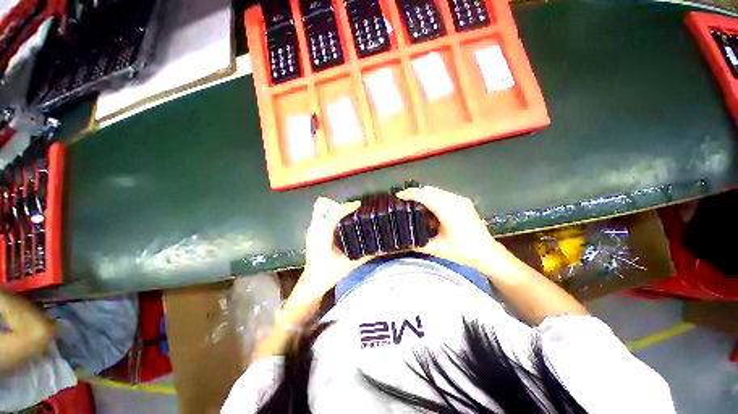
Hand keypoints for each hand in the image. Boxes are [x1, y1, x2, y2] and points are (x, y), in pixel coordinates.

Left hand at [286, 197, 371, 317]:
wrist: (311, 283)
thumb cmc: (329, 274)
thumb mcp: (350, 264)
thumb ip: (366, 255)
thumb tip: (382, 248)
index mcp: (323, 233)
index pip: (335, 212)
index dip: (348, 206)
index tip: (360, 205)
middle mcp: (315, 228)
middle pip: (322, 203)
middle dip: (337, 203)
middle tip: (350, 211)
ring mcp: (311, 229)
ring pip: (320, 208)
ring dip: (334, 208)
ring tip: (348, 217)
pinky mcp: (311, 232)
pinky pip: (320, 216)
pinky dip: (330, 215)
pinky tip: (341, 225)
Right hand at [397, 186, 520, 278]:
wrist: (488, 253)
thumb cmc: (462, 252)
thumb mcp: (437, 249)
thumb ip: (418, 243)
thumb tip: (402, 240)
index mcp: (448, 210)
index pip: (425, 196)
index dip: (410, 194)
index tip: (398, 196)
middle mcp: (455, 201)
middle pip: (430, 190)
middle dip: (415, 193)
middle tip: (404, 201)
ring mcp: (461, 200)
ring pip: (437, 191)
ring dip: (424, 195)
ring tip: (414, 204)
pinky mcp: (464, 202)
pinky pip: (443, 195)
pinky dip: (433, 198)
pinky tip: (429, 208)